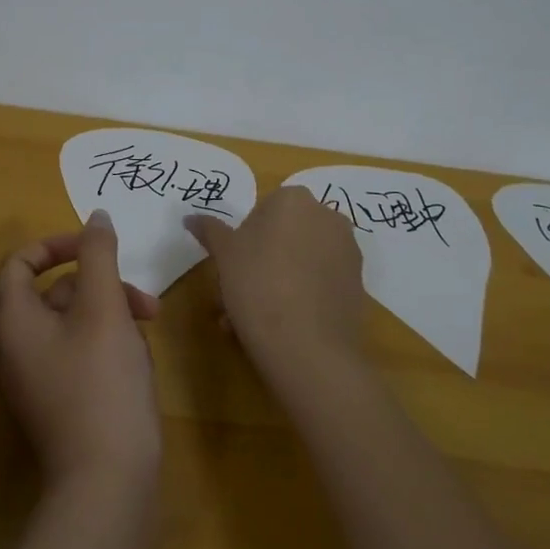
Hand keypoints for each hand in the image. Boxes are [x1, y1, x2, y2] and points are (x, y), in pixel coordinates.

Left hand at [0, 211, 162, 492]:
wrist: (107, 485)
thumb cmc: (101, 383)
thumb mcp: (104, 307)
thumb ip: (98, 255)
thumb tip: (96, 216)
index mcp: (14, 322)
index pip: (19, 263)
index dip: (55, 245)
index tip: (94, 246)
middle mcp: (15, 349)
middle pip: (52, 293)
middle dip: (99, 284)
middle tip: (141, 295)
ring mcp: (35, 380)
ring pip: (71, 324)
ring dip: (110, 312)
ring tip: (151, 323)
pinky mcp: (59, 404)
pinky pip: (78, 354)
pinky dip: (107, 343)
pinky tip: (140, 358)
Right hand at [186, 185, 364, 381]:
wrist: (308, 348)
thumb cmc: (258, 286)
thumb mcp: (224, 255)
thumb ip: (209, 230)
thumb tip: (190, 217)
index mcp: (294, 200)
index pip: (262, 211)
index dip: (244, 239)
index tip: (233, 266)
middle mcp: (328, 217)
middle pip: (285, 235)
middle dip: (261, 261)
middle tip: (238, 293)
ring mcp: (348, 251)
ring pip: (302, 261)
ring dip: (278, 281)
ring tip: (252, 318)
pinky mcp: (358, 285)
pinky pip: (320, 283)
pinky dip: (302, 296)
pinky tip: (281, 327)